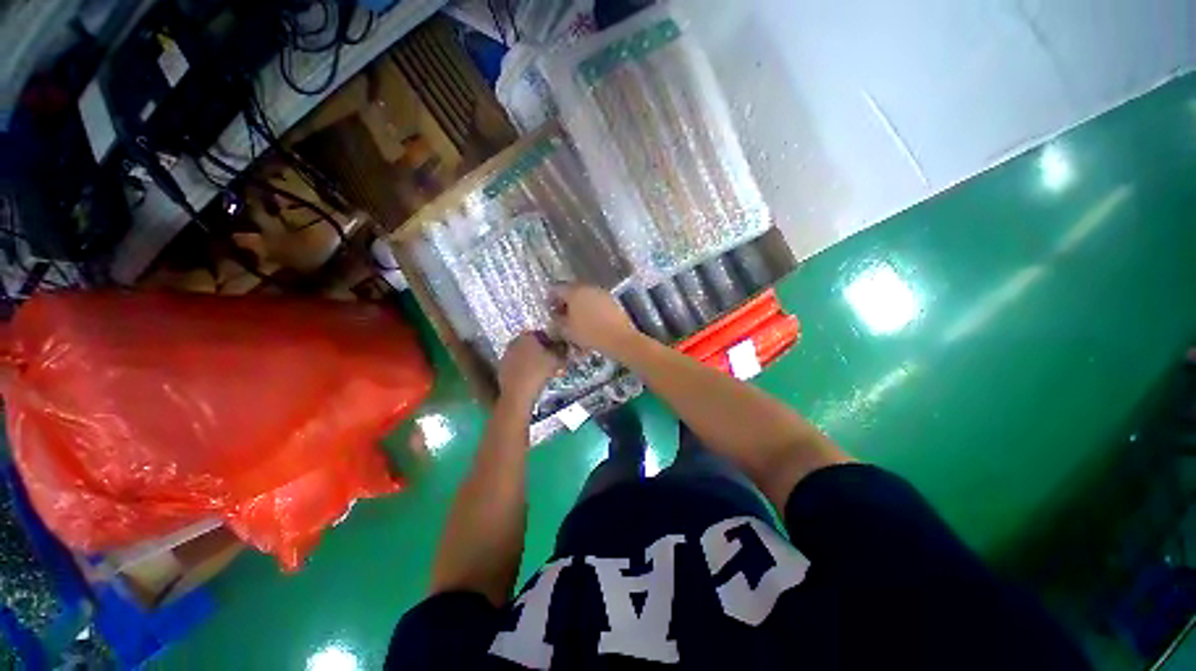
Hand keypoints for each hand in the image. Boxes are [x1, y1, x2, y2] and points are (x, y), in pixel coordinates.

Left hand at [498, 332, 564, 401]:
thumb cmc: (539, 372)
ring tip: (542, 370)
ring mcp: (506, 356)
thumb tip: (563, 345)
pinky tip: (531, 377)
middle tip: (550, 359)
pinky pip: (516, 365)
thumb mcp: (557, 360)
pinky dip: (524, 368)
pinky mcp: (502, 368)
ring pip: (523, 354)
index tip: (556, 350)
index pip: (541, 334)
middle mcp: (514, 343)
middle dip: (540, 350)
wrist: (518, 392)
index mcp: (527, 336)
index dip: (550, 341)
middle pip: (530, 344)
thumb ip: (561, 350)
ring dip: (531, 360)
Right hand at [551, 284, 640, 356]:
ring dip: (579, 308)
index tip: (549, 310)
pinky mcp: (613, 302)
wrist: (620, 339)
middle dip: (566, 304)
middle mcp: (588, 288)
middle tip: (562, 317)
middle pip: (572, 292)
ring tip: (577, 323)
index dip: (550, 299)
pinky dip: (592, 311)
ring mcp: (603, 294)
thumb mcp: (566, 331)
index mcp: (574, 292)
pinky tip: (591, 324)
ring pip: (586, 298)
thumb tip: (555, 317)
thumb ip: (557, 321)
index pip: (556, 289)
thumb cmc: (590, 334)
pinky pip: (597, 304)